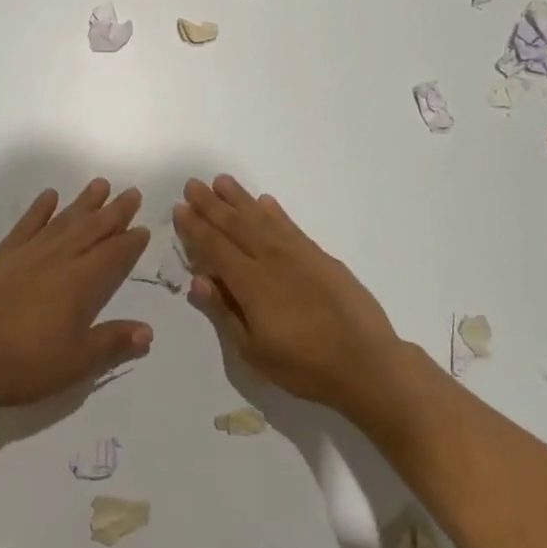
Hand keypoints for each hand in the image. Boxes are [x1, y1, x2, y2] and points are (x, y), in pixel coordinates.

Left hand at [0, 179, 152, 413]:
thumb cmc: (25, 364)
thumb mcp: (76, 361)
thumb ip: (112, 342)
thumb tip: (148, 331)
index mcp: (79, 283)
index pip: (112, 255)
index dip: (130, 242)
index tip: (143, 228)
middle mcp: (56, 260)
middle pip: (91, 229)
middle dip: (114, 211)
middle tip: (131, 192)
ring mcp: (26, 255)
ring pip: (62, 221)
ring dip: (83, 203)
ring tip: (100, 184)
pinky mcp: (0, 257)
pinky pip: (24, 226)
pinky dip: (38, 209)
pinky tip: (49, 196)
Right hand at [174, 175, 406, 413]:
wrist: (366, 363)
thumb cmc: (304, 366)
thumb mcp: (254, 351)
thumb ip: (224, 312)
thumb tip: (198, 280)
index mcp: (250, 283)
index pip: (215, 248)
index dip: (196, 228)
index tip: (180, 208)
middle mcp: (271, 259)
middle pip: (235, 225)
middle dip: (211, 205)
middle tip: (193, 184)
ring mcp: (298, 254)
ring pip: (262, 218)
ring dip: (240, 199)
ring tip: (222, 181)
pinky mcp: (320, 256)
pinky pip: (290, 226)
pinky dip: (275, 212)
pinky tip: (265, 202)